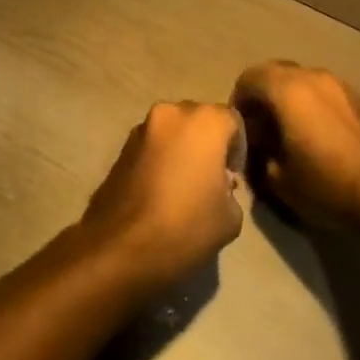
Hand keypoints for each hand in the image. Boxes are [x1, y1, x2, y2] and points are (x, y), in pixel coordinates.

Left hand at [83, 101, 245, 284]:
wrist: (121, 246)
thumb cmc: (185, 226)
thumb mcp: (230, 217)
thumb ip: (231, 190)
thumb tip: (218, 185)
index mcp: (205, 121)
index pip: (233, 121)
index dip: (238, 149)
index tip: (233, 178)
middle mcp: (173, 113)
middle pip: (200, 120)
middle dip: (209, 144)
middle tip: (210, 179)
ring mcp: (143, 127)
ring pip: (174, 131)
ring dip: (182, 149)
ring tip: (183, 186)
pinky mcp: (122, 146)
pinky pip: (152, 145)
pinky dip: (160, 158)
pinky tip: (160, 190)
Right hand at [232, 61, 359, 226]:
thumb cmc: (326, 184)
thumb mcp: (277, 179)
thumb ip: (259, 153)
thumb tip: (258, 143)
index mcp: (288, 89)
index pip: (250, 77)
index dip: (238, 99)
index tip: (239, 127)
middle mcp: (313, 76)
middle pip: (276, 72)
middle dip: (263, 95)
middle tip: (260, 127)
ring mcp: (340, 85)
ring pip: (302, 80)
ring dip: (289, 98)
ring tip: (288, 132)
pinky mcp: (359, 99)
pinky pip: (323, 91)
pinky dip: (311, 104)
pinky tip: (316, 135)